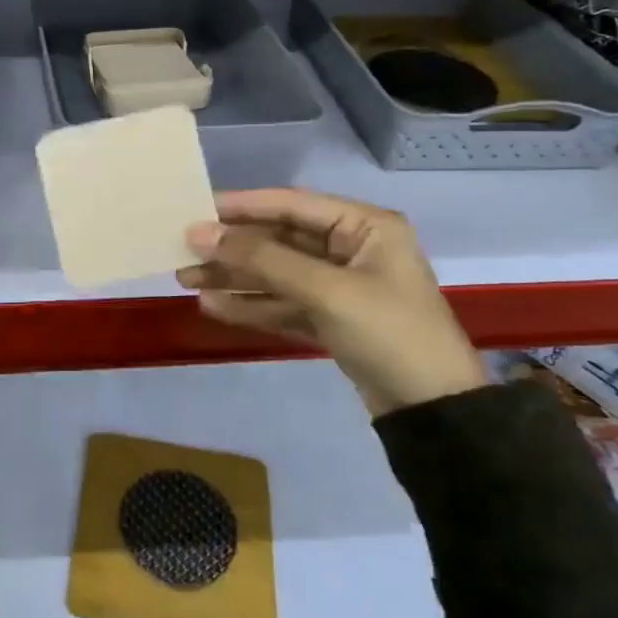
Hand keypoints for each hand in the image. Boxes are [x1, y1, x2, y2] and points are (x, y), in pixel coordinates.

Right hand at [178, 188, 484, 416]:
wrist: (435, 413)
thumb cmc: (389, 333)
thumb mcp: (326, 291)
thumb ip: (262, 259)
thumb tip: (201, 233)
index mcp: (364, 226)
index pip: (291, 204)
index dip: (242, 206)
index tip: (196, 210)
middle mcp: (352, 248)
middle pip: (279, 240)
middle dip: (232, 248)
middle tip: (183, 251)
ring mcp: (341, 286)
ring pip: (277, 273)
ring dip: (235, 277)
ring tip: (186, 279)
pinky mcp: (332, 320)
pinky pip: (284, 303)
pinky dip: (252, 305)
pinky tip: (214, 306)